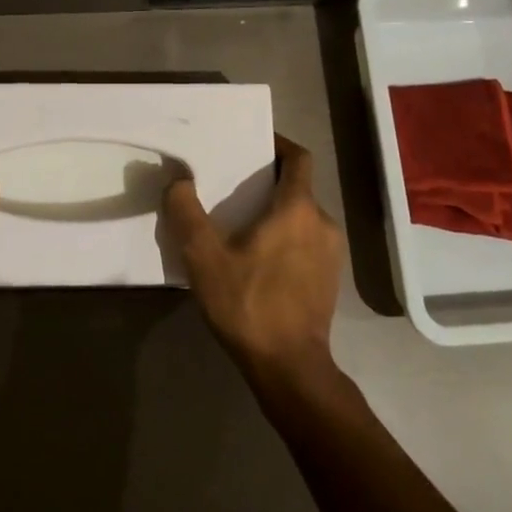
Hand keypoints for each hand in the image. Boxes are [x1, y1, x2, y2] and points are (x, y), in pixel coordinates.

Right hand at [163, 134, 345, 379]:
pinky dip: (286, 237)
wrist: (289, 367)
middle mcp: (323, 223)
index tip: (254, 143)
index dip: (278, 145)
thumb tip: (179, 181)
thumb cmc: (249, 305)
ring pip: (302, 217)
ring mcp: (332, 253)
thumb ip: (187, 214)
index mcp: (297, 209)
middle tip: (233, 186)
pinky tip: (259, 258)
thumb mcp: (204, 258)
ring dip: (276, 213)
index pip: (298, 158)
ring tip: (241, 224)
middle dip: (268, 182)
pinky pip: (307, 241)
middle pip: (298, 187)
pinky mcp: (330, 278)